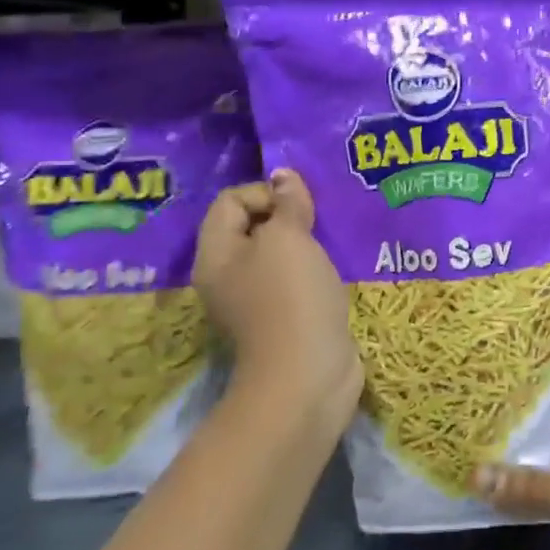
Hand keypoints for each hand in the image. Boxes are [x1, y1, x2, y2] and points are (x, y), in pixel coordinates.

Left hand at [193, 169, 360, 437]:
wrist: (307, 373)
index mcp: (216, 254)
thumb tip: (284, 175)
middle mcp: (228, 275)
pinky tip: (334, 271)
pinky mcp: (285, 317)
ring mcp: (255, 300)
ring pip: (277, 254)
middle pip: (253, 226)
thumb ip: (287, 204)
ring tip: (330, 242)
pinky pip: (296, 279)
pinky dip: (314, 270)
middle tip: (318, 222)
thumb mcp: (288, 239)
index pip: (231, 201)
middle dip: (288, 217)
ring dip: (304, 243)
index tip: (298, 208)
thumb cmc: (290, 297)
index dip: (266, 193)